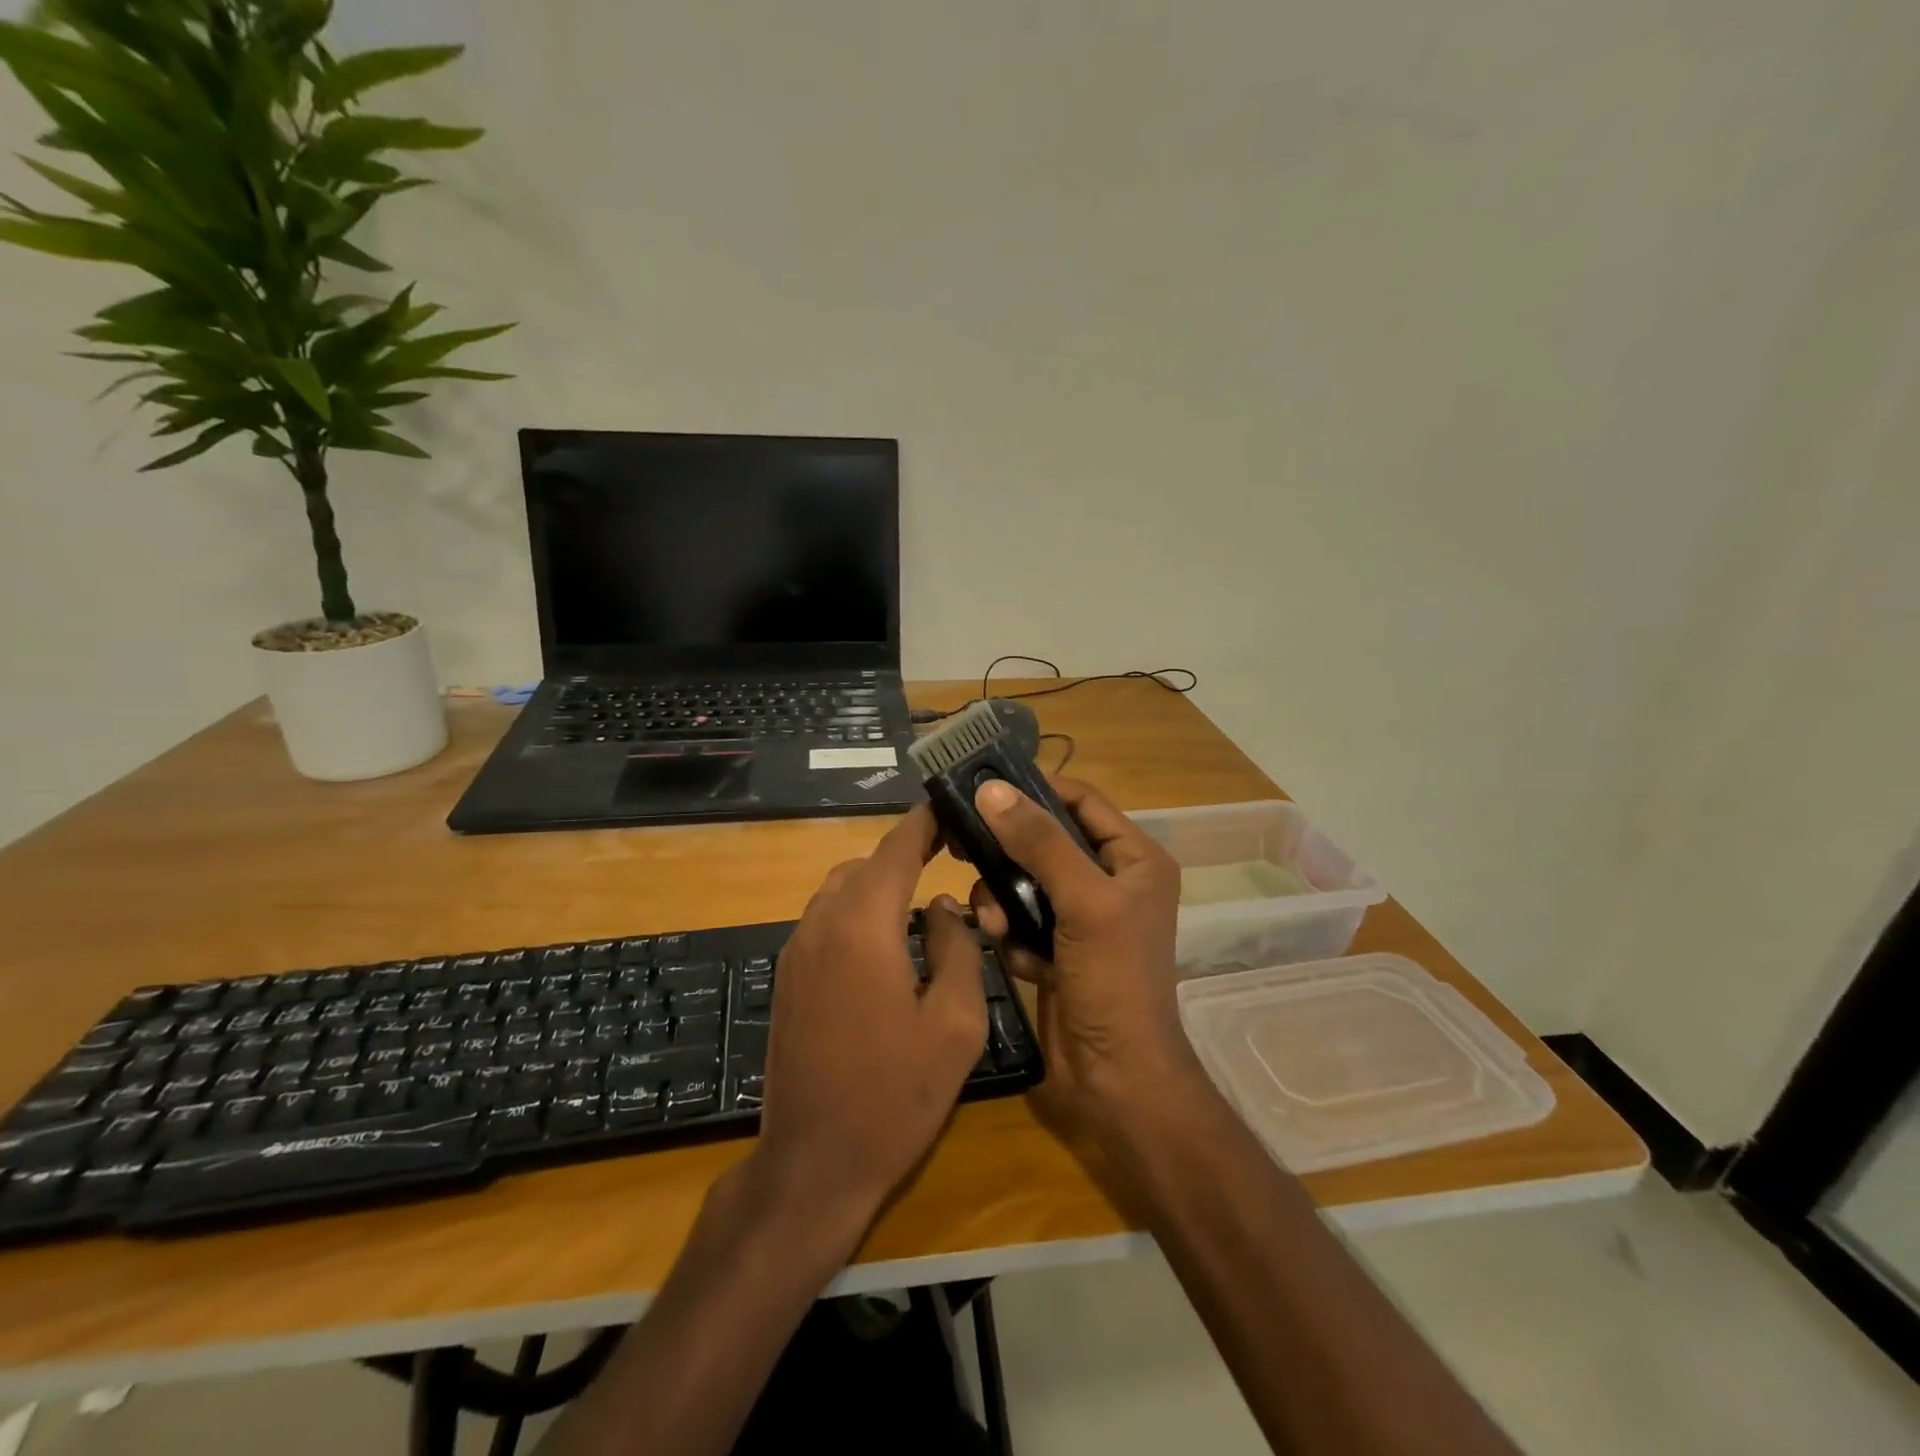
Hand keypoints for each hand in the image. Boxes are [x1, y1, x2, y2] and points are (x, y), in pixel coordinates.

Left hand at [748, 803, 989, 1240]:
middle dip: (908, 855)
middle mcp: (821, 923)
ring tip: (925, 908)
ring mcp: (796, 950)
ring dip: (881, 887)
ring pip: (843, 890)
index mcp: (863, 924)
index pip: (896, 847)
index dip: (926, 821)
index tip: (953, 805)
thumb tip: (944, 908)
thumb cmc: (894, 1094)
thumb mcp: (955, 1023)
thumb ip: (958, 949)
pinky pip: (828, 921)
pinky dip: (860, 914)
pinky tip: (889, 949)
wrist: (812, 1163)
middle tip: (952, 861)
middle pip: (867, 865)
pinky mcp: (787, 976)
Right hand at [968, 776, 1199, 1145]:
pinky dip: (1012, 934)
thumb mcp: (1084, 902)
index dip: (1037, 788)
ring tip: (994, 922)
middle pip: (1047, 840)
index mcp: (1135, 860)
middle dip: (1009, 850)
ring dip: (1004, 898)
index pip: (1082, 801)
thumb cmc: (1114, 981)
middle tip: (963, 843)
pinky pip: (1020, 919)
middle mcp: (1110, 881)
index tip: (984, 787)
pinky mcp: (1056, 949)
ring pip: (1025, 881)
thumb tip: (991, 789)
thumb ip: (1040, 843)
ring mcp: (1081, 918)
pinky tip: (1017, 959)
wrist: (1115, 1079)